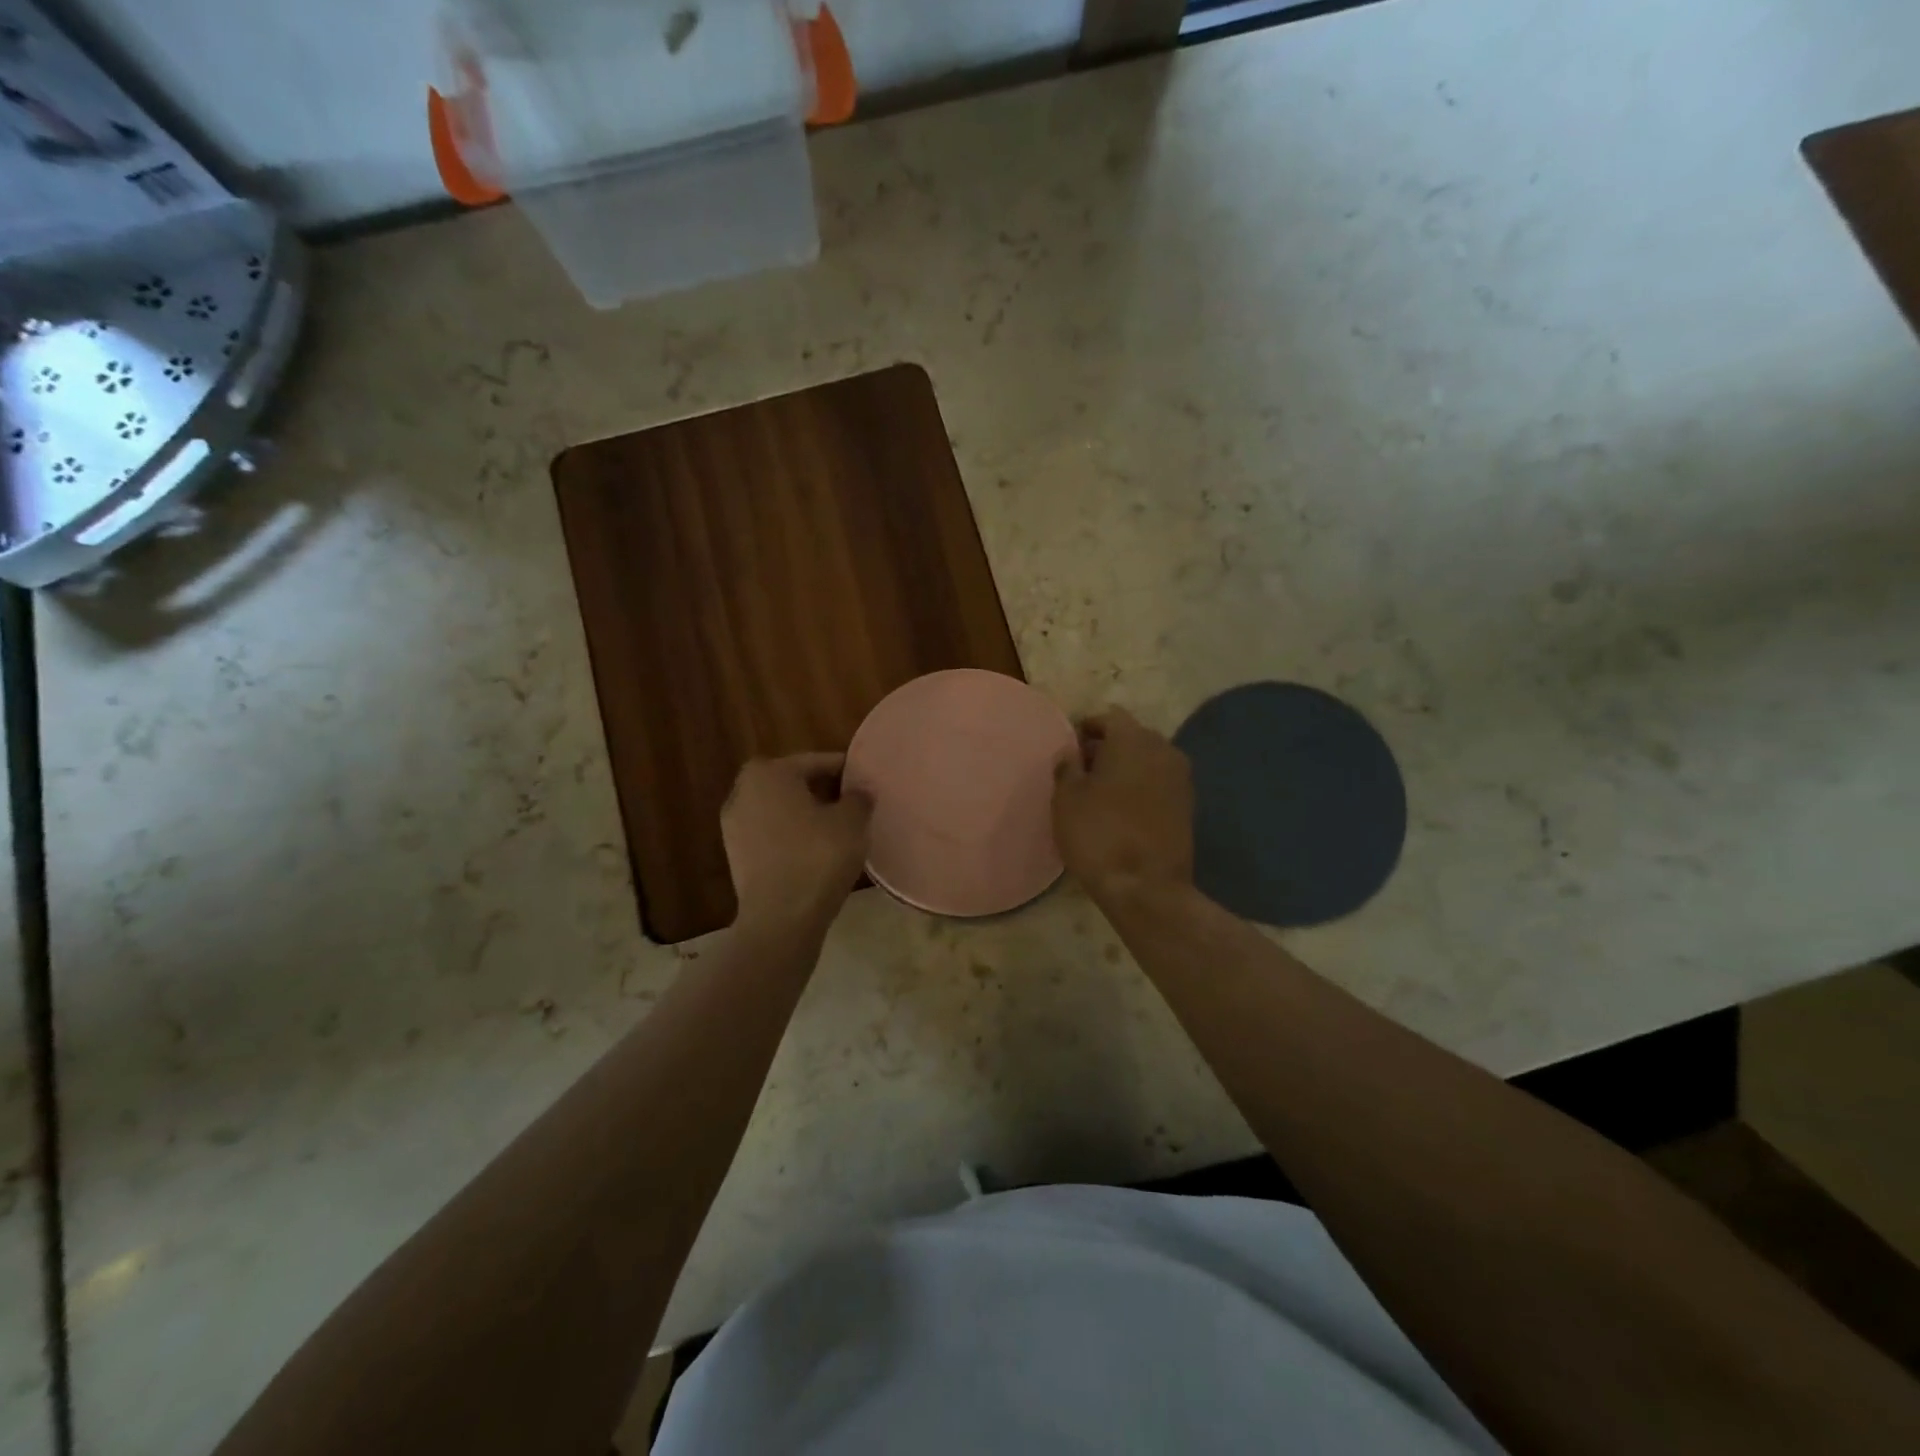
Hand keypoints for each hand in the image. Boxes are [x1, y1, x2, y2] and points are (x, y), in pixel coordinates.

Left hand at [722, 753, 872, 931]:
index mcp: (768, 773)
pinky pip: (772, 836)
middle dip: (822, 791)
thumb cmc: (817, 857)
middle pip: (793, 783)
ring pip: (781, 810)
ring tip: (837, 830)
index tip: (866, 782)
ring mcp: (734, 826)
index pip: (816, 762)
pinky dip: (793, 838)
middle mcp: (743, 792)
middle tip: (853, 804)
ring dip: (806, 815)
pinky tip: (817, 853)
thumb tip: (859, 792)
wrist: (780, 919)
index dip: (845, 771)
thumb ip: (858, 798)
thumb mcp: (852, 821)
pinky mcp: (737, 857)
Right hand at [1052, 708, 1194, 906]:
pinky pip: (1159, 783)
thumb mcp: (1066, 799)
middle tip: (1084, 769)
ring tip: (1102, 792)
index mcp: (1132, 739)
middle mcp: (1163, 749)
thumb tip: (1071, 755)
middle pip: (1132, 736)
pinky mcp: (1189, 806)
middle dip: (1109, 747)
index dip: (1087, 728)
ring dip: (1127, 768)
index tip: (1071, 747)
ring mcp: (1181, 778)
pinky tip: (1123, 809)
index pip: (1109, 717)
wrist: (1146, 887)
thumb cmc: (1099, 834)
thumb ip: (1067, 768)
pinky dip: (1142, 787)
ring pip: (1148, 760)